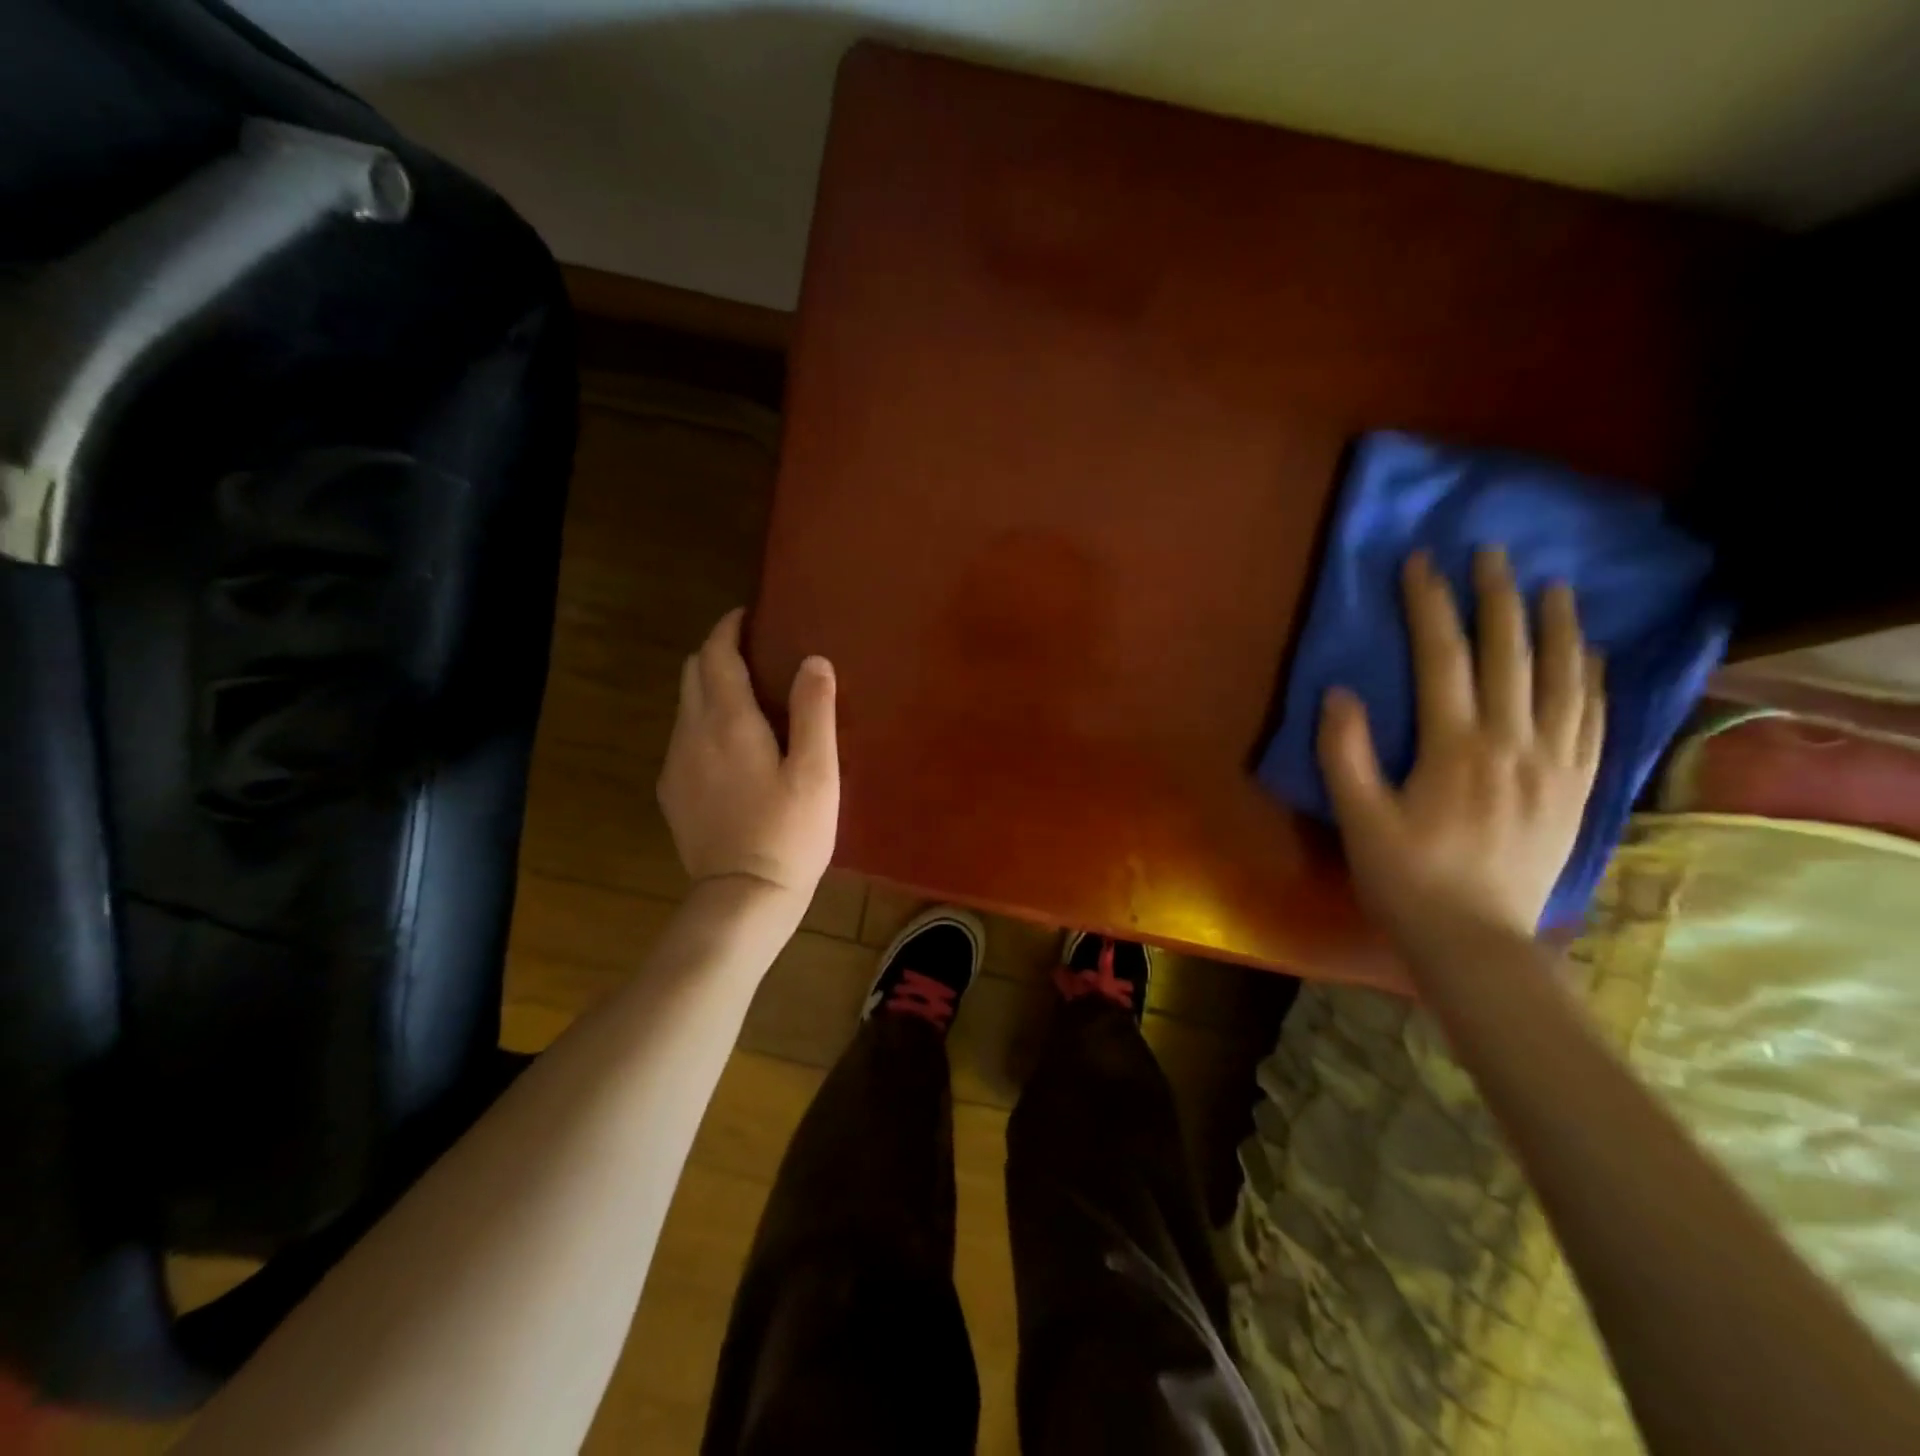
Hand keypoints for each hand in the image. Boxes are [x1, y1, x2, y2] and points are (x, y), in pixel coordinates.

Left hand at [657, 609, 839, 910]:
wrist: (744, 896)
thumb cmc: (790, 832)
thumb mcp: (817, 771)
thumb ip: (814, 711)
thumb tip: (812, 660)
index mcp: (729, 721)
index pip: (716, 654)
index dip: (729, 628)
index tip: (747, 616)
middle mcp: (692, 733)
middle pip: (692, 672)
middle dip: (716, 652)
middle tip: (752, 652)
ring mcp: (676, 764)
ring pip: (685, 705)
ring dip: (709, 687)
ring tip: (746, 696)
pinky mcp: (672, 793)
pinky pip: (683, 738)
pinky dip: (702, 721)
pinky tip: (730, 746)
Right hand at [1316, 549, 1604, 944]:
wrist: (1476, 942)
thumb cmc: (1407, 880)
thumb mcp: (1359, 820)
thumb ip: (1345, 754)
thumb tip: (1340, 692)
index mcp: (1456, 749)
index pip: (1443, 659)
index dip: (1430, 607)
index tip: (1421, 564)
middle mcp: (1515, 744)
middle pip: (1511, 656)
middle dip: (1498, 598)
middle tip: (1492, 552)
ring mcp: (1555, 766)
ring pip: (1566, 679)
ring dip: (1558, 626)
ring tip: (1554, 586)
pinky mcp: (1576, 789)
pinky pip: (1594, 720)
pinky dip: (1594, 678)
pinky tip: (1591, 654)